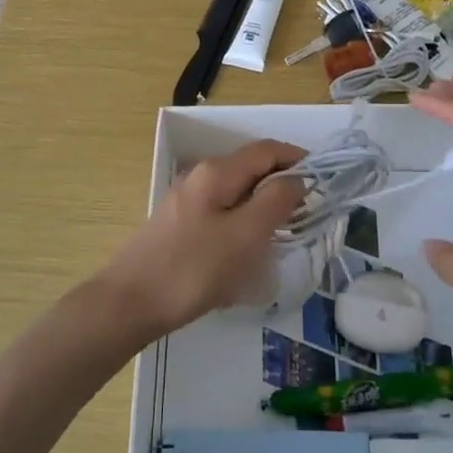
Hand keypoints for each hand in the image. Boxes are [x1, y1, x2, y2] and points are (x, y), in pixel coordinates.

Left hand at [99, 140, 306, 340]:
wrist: (129, 303)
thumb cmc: (193, 268)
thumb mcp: (245, 235)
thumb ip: (275, 201)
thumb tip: (297, 179)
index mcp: (218, 172)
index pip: (267, 150)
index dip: (298, 159)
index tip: (323, 182)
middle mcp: (201, 177)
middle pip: (251, 169)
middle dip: (281, 186)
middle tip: (306, 215)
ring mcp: (186, 201)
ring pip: (236, 194)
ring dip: (262, 207)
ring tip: (281, 237)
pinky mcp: (179, 226)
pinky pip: (221, 215)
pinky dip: (242, 225)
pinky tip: (246, 256)